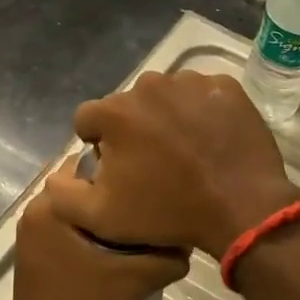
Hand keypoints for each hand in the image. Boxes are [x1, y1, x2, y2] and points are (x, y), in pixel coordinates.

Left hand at [4, 178, 189, 299]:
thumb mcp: (135, 280)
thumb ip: (167, 256)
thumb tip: (188, 241)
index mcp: (51, 204)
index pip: (91, 164)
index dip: (122, 172)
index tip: (150, 184)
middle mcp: (35, 208)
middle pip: (84, 186)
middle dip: (115, 193)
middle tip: (150, 204)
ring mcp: (31, 230)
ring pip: (77, 207)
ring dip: (104, 212)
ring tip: (139, 223)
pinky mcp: (34, 249)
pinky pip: (68, 224)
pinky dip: (90, 228)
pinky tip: (117, 245)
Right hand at [50, 71, 299, 258]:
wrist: (242, 208)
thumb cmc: (168, 213)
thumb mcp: (101, 218)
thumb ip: (63, 193)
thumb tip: (57, 172)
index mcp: (115, 112)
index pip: (89, 120)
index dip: (99, 145)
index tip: (119, 169)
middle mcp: (149, 85)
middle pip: (128, 106)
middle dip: (134, 129)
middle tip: (155, 164)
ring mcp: (191, 81)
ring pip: (165, 97)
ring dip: (168, 118)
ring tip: (186, 152)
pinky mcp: (225, 85)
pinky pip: (201, 94)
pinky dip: (201, 112)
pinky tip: (211, 140)